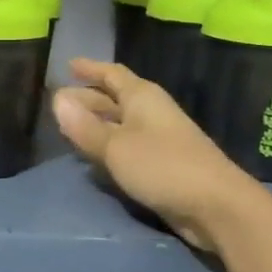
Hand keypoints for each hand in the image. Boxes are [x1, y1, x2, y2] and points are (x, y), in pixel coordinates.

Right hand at [52, 58, 251, 251]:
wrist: (215, 205)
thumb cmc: (163, 166)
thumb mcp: (116, 146)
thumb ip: (85, 126)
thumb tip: (57, 99)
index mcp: (142, 97)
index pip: (112, 74)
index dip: (90, 69)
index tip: (69, 65)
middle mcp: (151, 112)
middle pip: (114, 98)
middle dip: (88, 98)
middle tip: (59, 101)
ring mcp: (158, 139)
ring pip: (119, 123)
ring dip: (96, 123)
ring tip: (68, 127)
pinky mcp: (161, 165)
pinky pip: (126, 146)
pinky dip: (107, 145)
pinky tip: (92, 156)